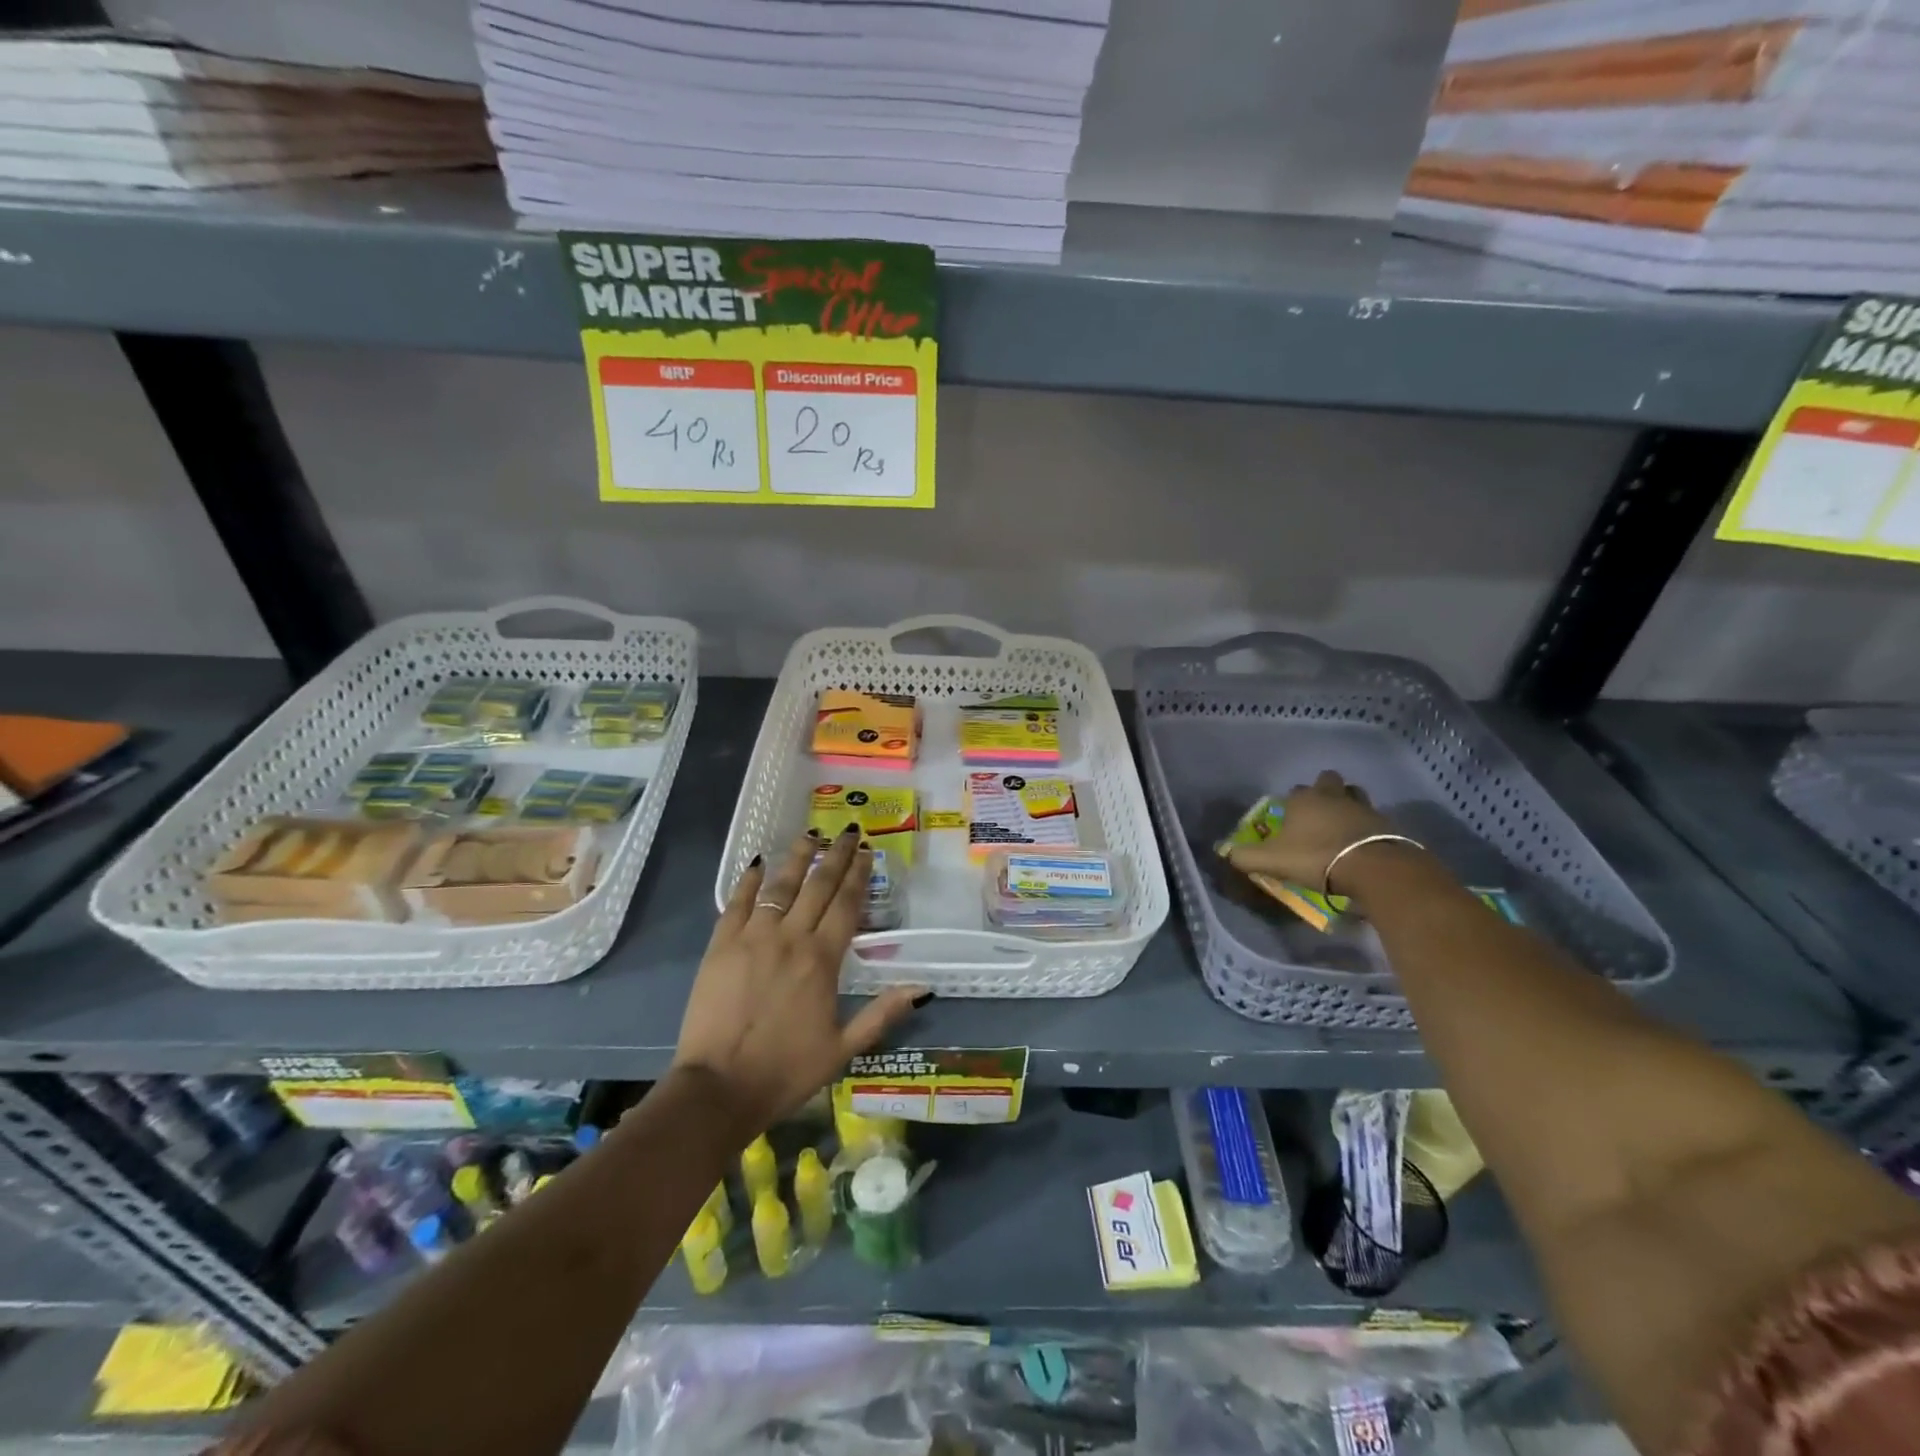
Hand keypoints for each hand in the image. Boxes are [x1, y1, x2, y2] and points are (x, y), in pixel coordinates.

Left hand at [673, 826, 926, 1141]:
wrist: (718, 1089)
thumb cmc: (785, 1072)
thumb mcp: (843, 1049)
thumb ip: (881, 1014)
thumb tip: (922, 988)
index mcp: (822, 960)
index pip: (847, 905)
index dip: (859, 875)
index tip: (868, 852)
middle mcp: (791, 938)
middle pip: (818, 886)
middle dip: (836, 855)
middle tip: (848, 831)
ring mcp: (753, 937)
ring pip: (780, 885)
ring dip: (798, 857)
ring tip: (811, 834)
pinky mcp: (721, 945)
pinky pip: (738, 902)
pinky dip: (750, 880)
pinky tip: (759, 862)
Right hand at [1225, 771, 1398, 892]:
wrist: (1372, 868)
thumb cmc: (1315, 857)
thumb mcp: (1271, 861)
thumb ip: (1245, 857)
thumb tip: (1227, 853)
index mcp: (1304, 800)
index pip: (1294, 790)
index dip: (1291, 802)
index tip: (1289, 818)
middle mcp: (1333, 796)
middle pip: (1329, 781)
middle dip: (1324, 790)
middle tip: (1319, 812)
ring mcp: (1363, 807)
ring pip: (1354, 795)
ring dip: (1348, 803)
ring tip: (1342, 823)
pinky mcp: (1386, 824)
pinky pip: (1373, 818)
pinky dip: (1367, 826)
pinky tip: (1362, 842)